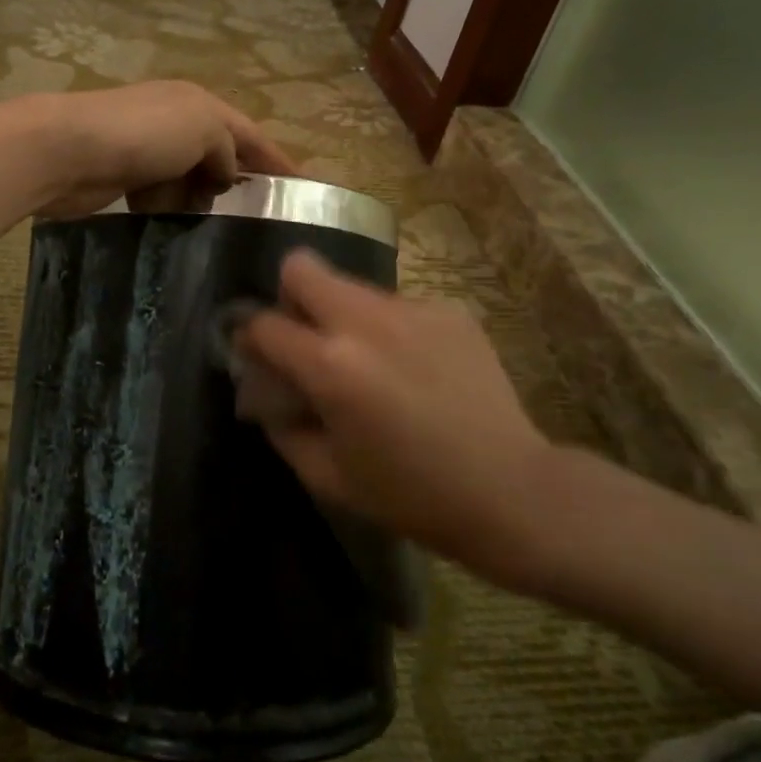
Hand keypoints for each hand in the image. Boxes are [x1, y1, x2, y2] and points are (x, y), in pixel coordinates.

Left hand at [14, 82, 296, 219]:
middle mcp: (174, 121)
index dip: (277, 160)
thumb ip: (227, 148)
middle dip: (235, 185)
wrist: (67, 150)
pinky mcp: (122, 176)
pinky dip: (167, 208)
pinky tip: (172, 225)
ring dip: (199, 201)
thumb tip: (227, 173)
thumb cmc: (143, 134)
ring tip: (214, 231)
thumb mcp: (203, 128)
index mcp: (198, 103)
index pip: (249, 134)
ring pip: (188, 180)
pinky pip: (159, 195)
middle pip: (218, 156)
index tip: (302, 189)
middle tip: (256, 223)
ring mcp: (146, 149)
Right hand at [237, 250, 556, 589]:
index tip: (258, 354)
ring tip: (371, 363)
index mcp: (331, 365)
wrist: (510, 490)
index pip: (264, 323)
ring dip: (343, 316)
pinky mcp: (449, 309)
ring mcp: (412, 309)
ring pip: (352, 287)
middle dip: (290, 296)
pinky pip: (398, 306)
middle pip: (302, 267)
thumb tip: (263, 393)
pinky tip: (415, 369)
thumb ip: (282, 426)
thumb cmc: (410, 494)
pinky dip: (390, 329)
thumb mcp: (328, 476)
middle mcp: (366, 321)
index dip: (250, 337)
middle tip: (308, 338)